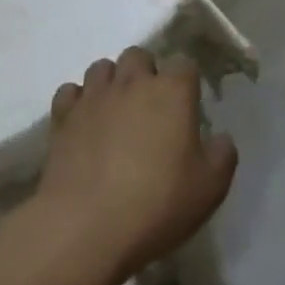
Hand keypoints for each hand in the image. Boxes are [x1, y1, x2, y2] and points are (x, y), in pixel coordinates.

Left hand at [37, 48, 237, 279]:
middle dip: (145, 74)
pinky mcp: (62, 118)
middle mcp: (133, 82)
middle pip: (139, 56)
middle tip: (149, 110)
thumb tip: (220, 138)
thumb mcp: (210, 188)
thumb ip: (223, 155)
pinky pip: (69, 93)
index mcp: (173, 91)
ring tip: (114, 113)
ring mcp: (94, 97)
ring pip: (102, 68)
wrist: (84, 229)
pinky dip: (77, 103)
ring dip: (111, 83)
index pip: (185, 64)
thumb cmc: (156, 204)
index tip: (187, 107)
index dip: (187, 82)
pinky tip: (83, 125)